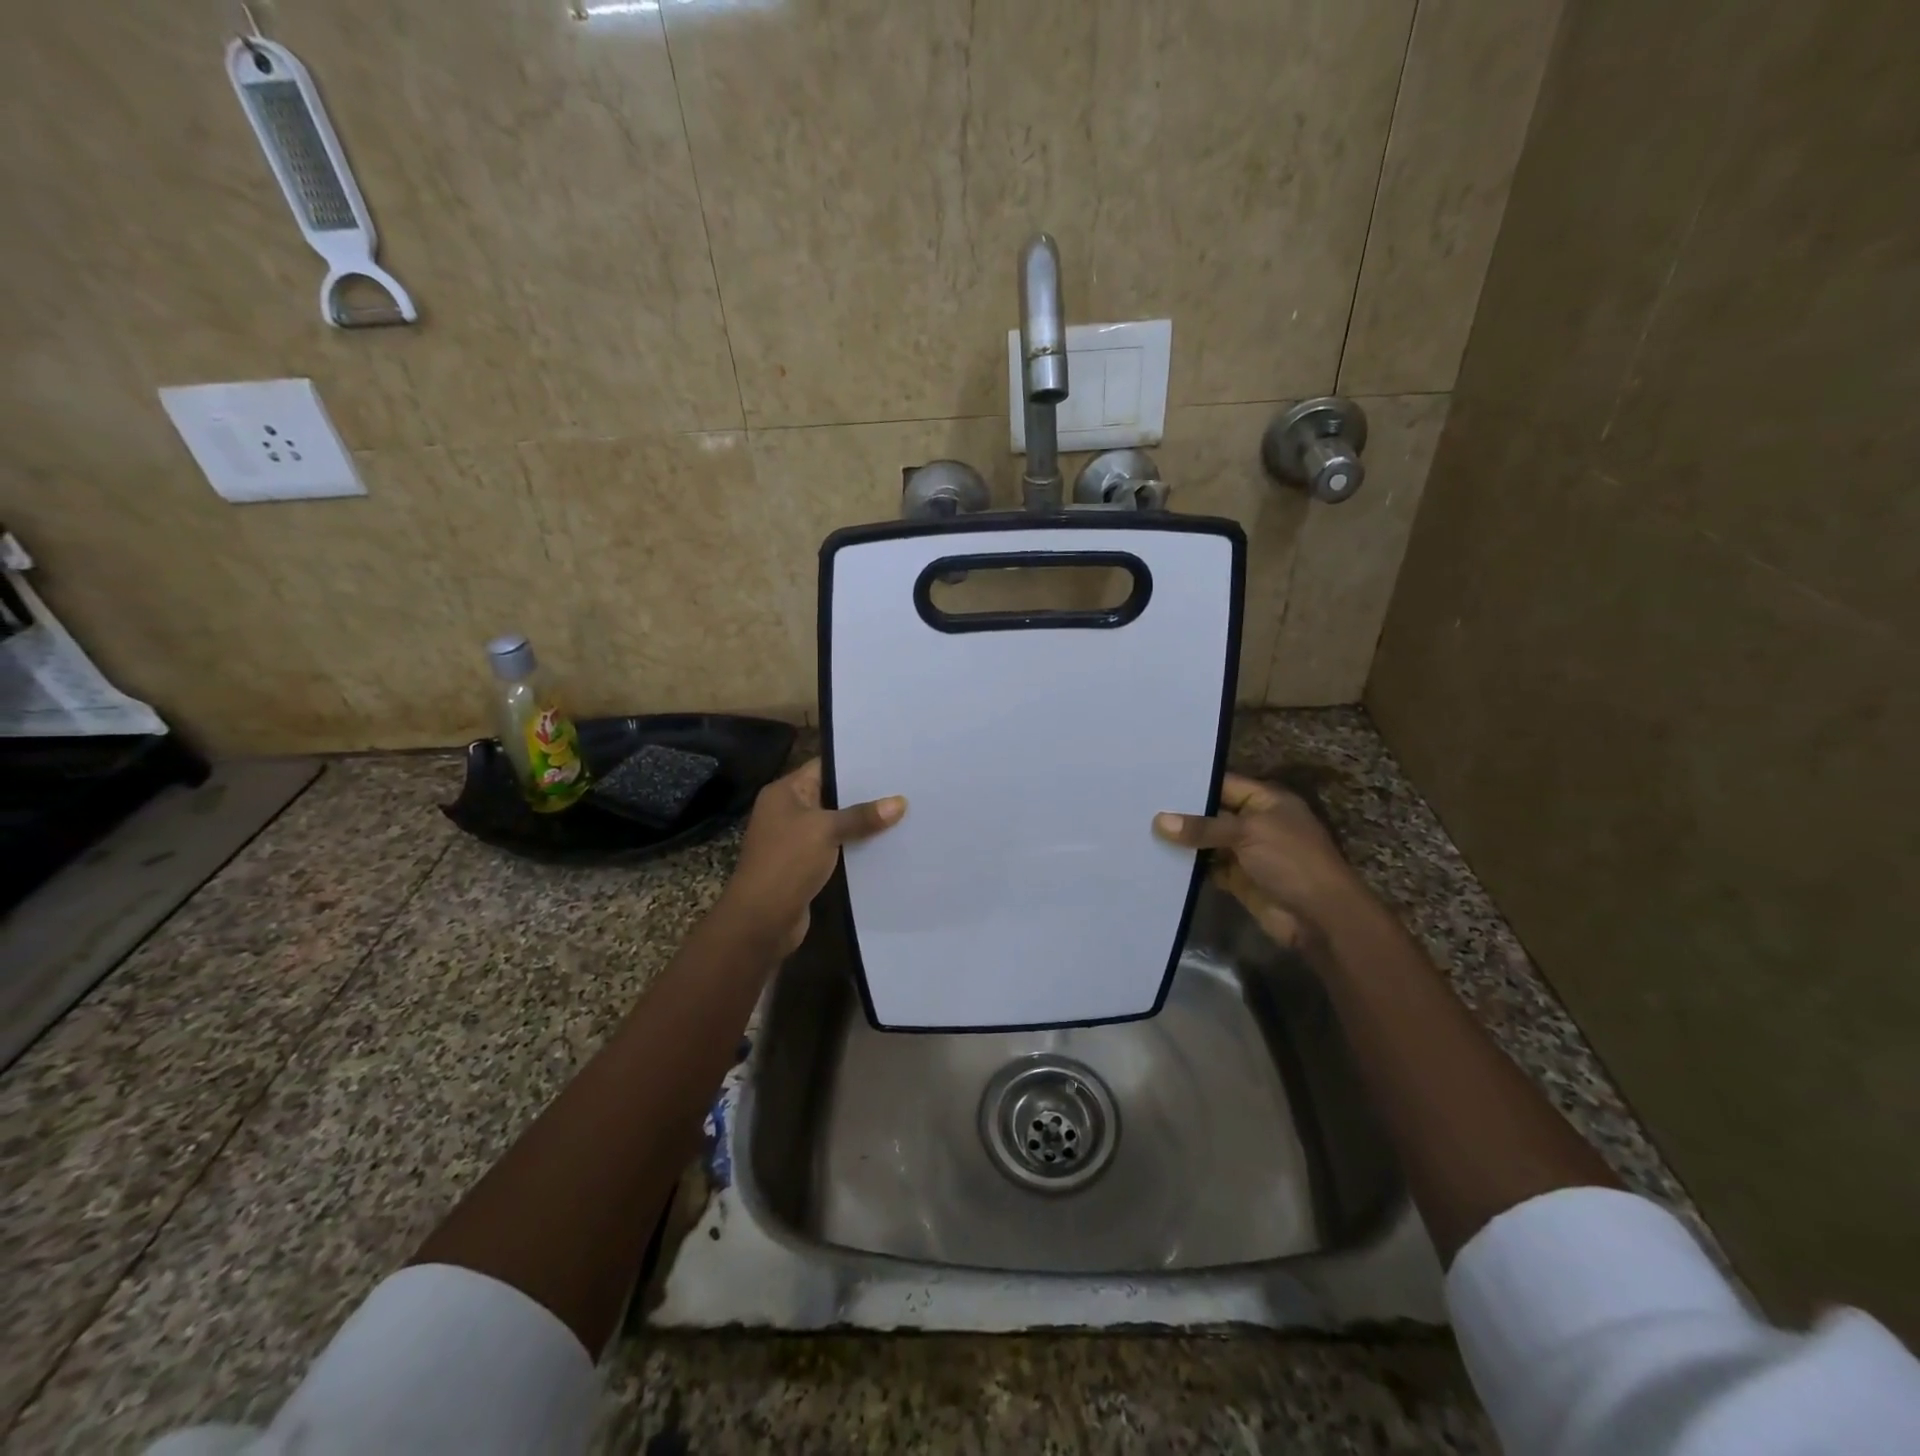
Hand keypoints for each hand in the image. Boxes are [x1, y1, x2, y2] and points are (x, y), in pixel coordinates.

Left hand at [716, 759, 904, 953]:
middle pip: (831, 795)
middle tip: (903, 786)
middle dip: (864, 794)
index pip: (822, 767)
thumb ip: (862, 816)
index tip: (888, 761)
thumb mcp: (826, 830)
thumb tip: (900, 802)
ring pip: (835, 823)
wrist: (761, 920)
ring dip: (862, 823)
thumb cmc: (787, 862)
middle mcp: (788, 811)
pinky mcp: (806, 864)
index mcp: (784, 792)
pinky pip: (836, 847)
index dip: (853, 763)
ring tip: (903, 812)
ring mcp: (796, 839)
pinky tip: (886, 844)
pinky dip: (856, 846)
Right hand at [1153, 773, 1371, 946]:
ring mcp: (1247, 853)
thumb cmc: (1291, 861)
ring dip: (1182, 842)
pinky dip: (1189, 867)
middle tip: (1139, 807)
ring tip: (1141, 832)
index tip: (1154, 782)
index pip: (1223, 785)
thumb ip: (1203, 827)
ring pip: (1208, 842)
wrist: (1320, 918)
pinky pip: (1208, 868)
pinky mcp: (1238, 880)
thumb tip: (1158, 822)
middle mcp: (1255, 822)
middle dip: (1181, 814)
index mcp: (1267, 801)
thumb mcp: (1248, 833)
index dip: (1192, 784)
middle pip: (1212, 814)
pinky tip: (1159, 860)